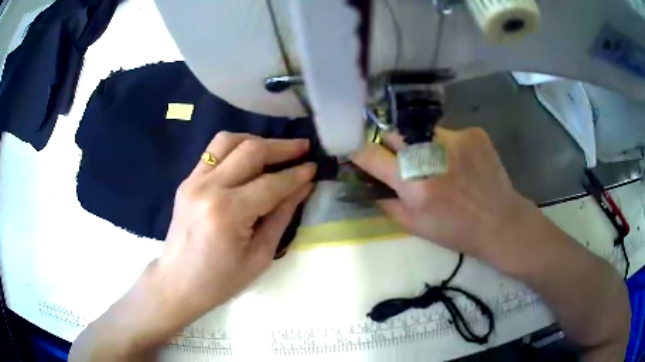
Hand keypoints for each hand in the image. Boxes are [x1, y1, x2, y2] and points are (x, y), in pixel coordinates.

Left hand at [158, 132, 315, 316]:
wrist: (178, 282)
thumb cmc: (221, 280)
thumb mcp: (260, 256)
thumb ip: (282, 216)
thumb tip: (303, 187)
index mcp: (228, 213)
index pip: (270, 183)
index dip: (296, 174)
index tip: (314, 167)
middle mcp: (208, 188)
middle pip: (250, 151)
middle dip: (282, 147)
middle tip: (303, 147)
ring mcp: (193, 181)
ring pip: (227, 141)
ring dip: (256, 140)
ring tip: (275, 150)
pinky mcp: (186, 181)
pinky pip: (213, 152)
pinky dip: (235, 149)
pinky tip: (248, 160)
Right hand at [351, 127, 531, 258]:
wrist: (500, 222)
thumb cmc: (456, 231)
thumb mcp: (414, 226)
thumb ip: (386, 202)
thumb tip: (368, 183)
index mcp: (414, 183)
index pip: (371, 153)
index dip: (361, 154)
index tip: (362, 156)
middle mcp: (431, 154)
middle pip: (394, 133)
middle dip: (393, 147)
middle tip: (407, 163)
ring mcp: (455, 138)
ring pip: (422, 132)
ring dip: (422, 146)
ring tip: (440, 165)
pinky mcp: (473, 132)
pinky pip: (448, 132)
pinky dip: (448, 146)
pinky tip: (461, 163)